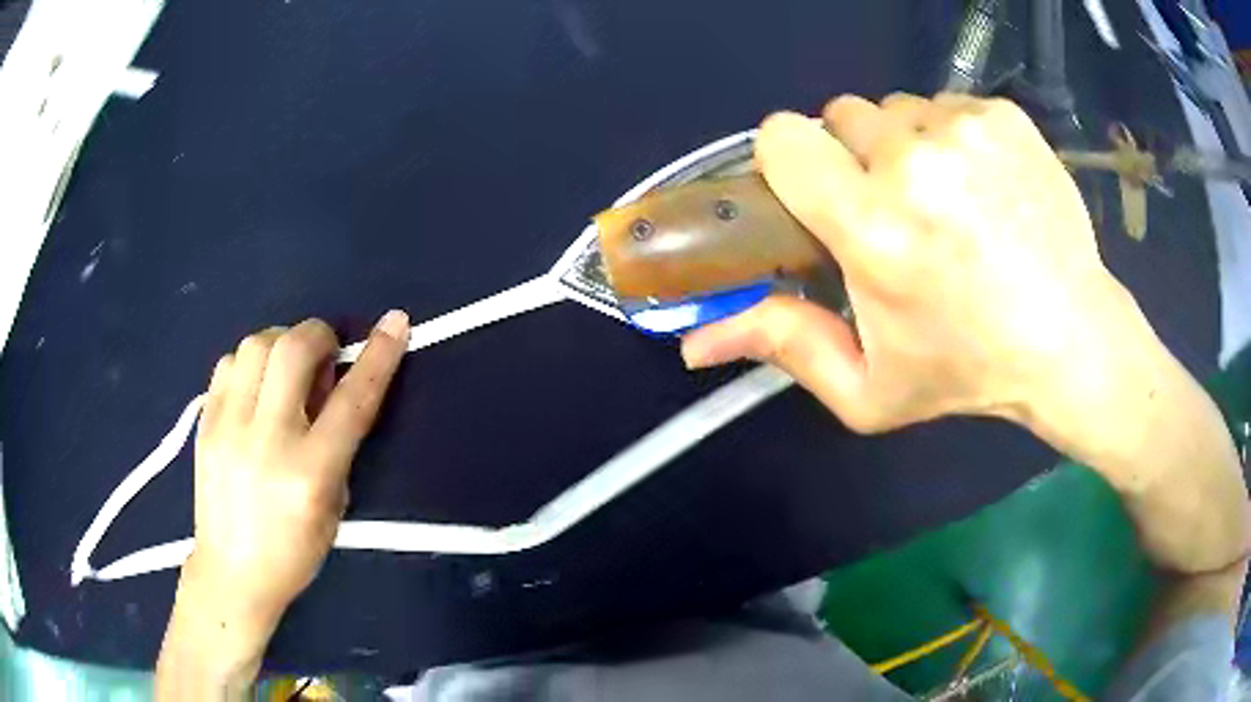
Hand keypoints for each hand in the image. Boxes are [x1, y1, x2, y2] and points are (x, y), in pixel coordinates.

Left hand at [186, 311, 409, 619]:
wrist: (230, 573)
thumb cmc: (293, 553)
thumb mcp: (333, 507)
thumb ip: (337, 444)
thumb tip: (329, 385)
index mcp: (309, 473)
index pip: (351, 400)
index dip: (378, 356)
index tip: (396, 322)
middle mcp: (266, 441)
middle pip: (293, 349)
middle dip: (319, 334)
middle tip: (325, 353)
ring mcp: (227, 427)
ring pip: (256, 345)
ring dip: (281, 343)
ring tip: (286, 370)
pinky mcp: (204, 422)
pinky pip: (228, 363)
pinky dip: (250, 361)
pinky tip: (256, 386)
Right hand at [682, 94, 1141, 433]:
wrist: (1070, 339)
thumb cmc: (968, 370)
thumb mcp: (869, 387)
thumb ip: (783, 348)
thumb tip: (696, 341)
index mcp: (872, 226)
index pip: (784, 137)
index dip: (792, 162)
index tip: (820, 195)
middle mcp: (914, 162)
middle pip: (841, 115)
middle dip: (854, 158)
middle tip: (895, 211)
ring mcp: (965, 129)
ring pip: (897, 109)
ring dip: (906, 147)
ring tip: (947, 202)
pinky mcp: (1003, 116)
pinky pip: (947, 105)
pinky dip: (953, 138)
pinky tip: (984, 186)